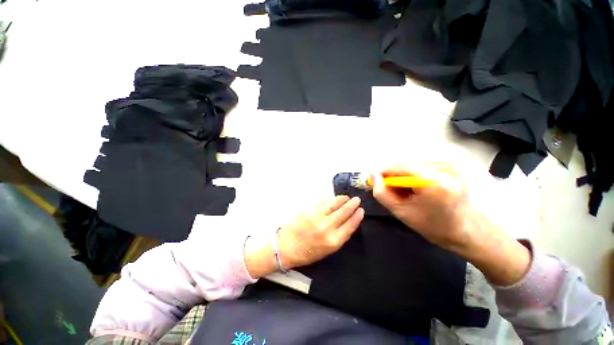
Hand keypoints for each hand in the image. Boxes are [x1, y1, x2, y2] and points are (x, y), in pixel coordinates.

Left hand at [244, 196, 363, 278]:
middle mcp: (327, 227)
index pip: (350, 225)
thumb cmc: (307, 252)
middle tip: (356, 199)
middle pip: (344, 212)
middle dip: (352, 205)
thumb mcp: (327, 250)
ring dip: (342, 199)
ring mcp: (317, 216)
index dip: (357, 217)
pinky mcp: (309, 209)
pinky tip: (333, 199)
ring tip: (347, 197)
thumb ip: (338, 236)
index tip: (361, 210)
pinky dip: (330, 200)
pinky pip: (323, 202)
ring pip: (334, 204)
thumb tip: (346, 222)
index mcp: (333, 241)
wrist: (286, 246)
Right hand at [372, 163, 471, 251]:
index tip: (378, 182)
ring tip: (408, 188)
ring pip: (413, 159)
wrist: (467, 230)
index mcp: (433, 182)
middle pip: (405, 161)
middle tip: (395, 189)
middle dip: (395, 173)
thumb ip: (382, 193)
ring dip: (404, 172)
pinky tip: (419, 183)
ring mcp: (452, 162)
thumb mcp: (401, 212)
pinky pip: (423, 160)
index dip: (384, 172)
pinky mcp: (453, 162)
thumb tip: (373, 174)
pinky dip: (415, 170)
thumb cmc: (433, 225)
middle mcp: (445, 166)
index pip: (398, 166)